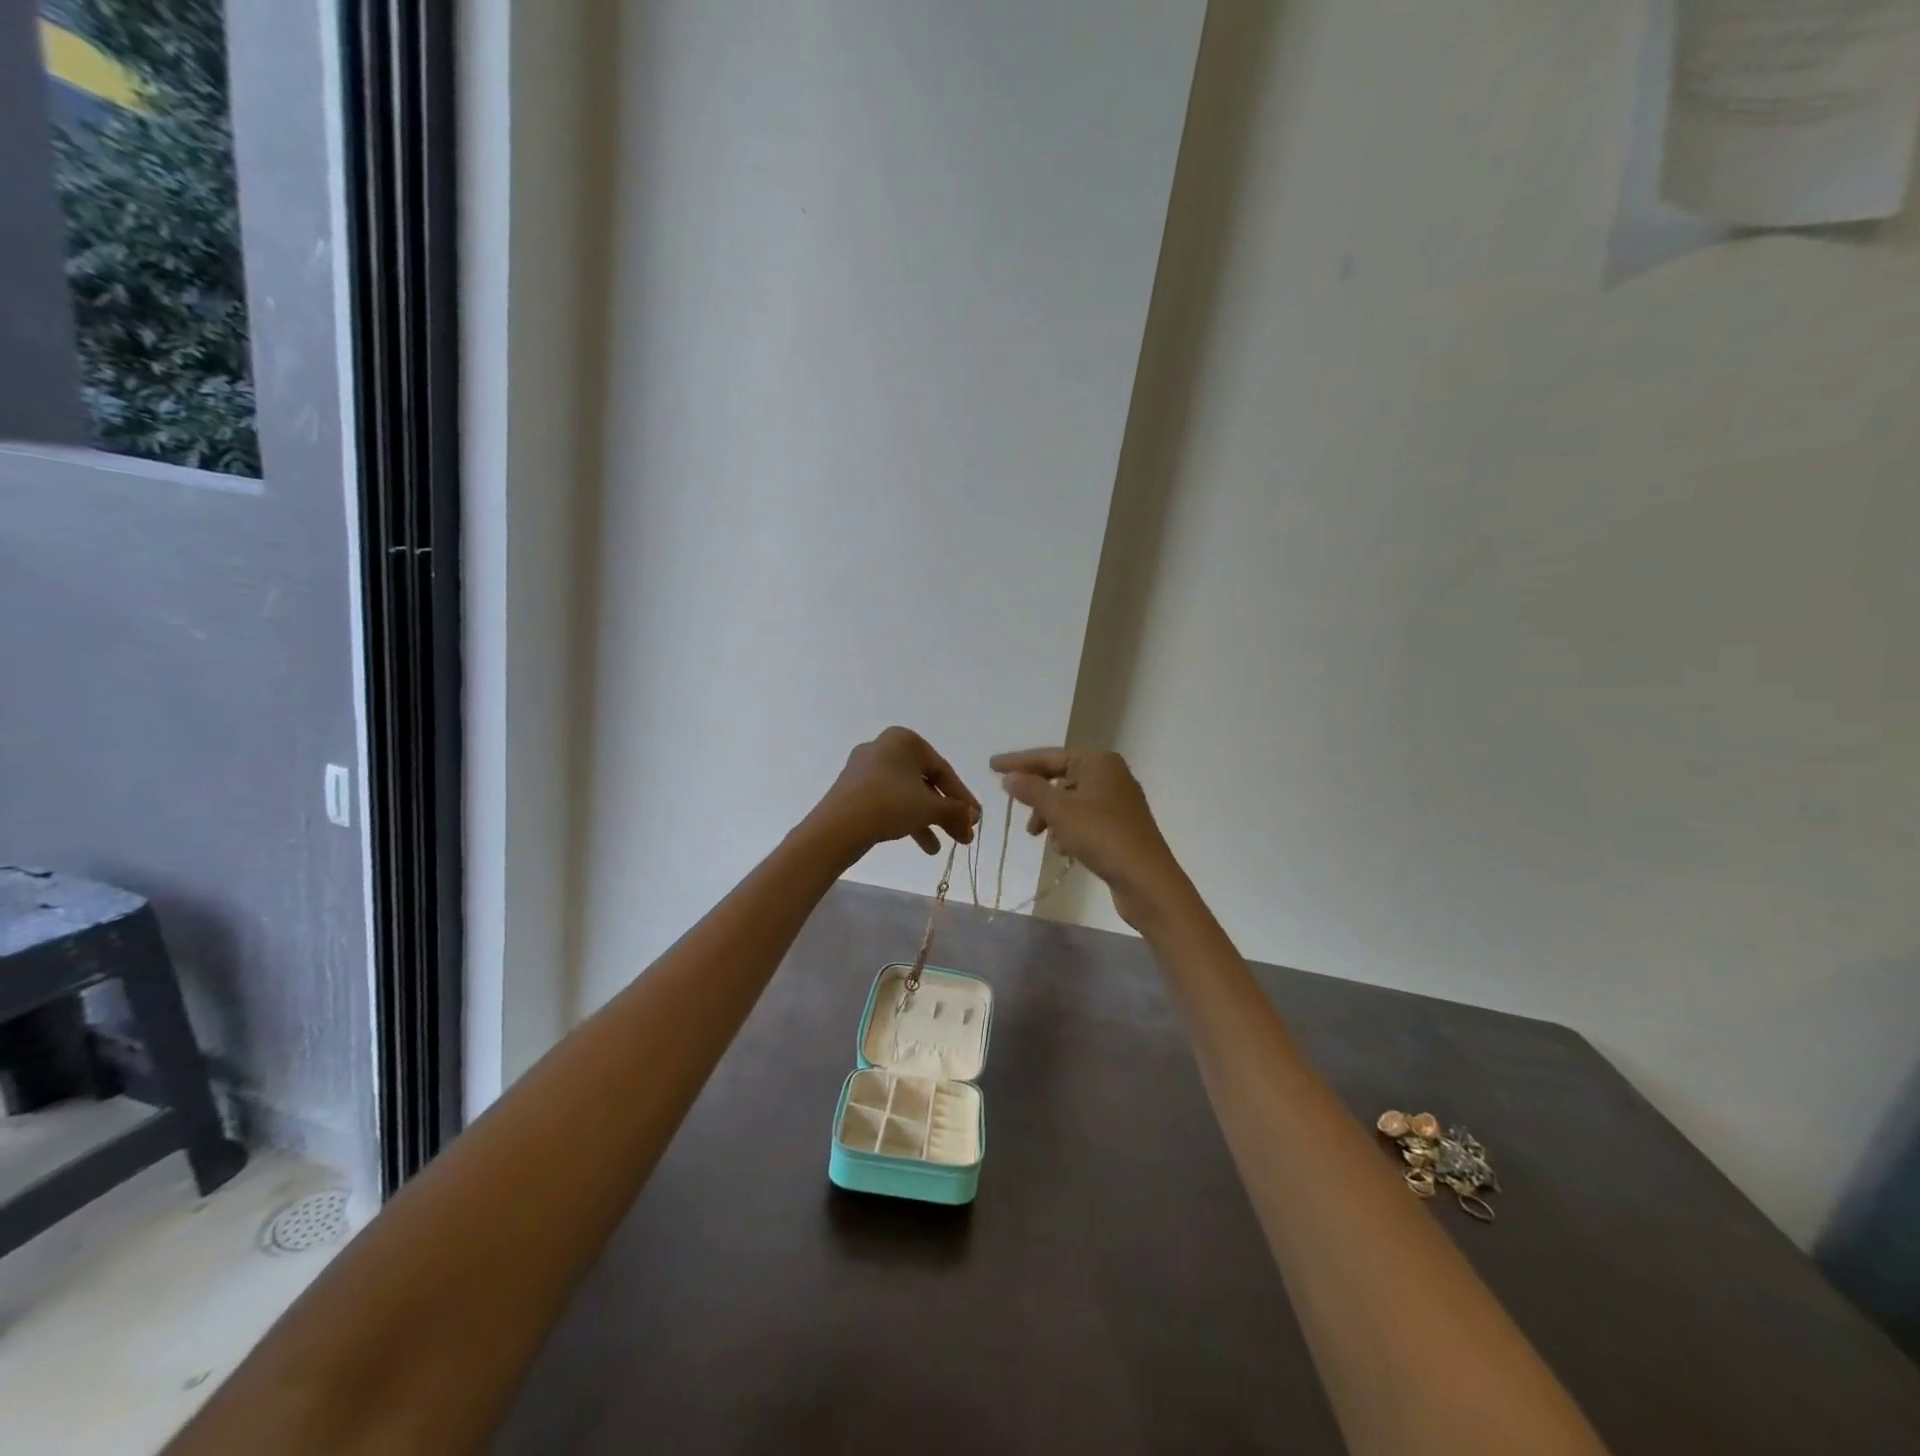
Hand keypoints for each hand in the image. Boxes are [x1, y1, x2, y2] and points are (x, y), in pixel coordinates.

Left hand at [811, 728, 979, 860]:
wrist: (838, 827)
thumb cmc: (890, 804)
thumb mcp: (930, 807)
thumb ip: (956, 811)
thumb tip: (973, 818)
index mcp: (904, 740)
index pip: (943, 770)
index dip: (962, 797)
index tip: (975, 819)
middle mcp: (884, 748)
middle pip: (925, 782)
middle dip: (946, 812)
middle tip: (963, 836)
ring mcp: (866, 769)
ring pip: (908, 794)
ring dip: (929, 820)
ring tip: (941, 848)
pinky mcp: (854, 790)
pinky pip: (889, 801)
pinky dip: (907, 819)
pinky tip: (922, 845)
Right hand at [991, 747, 1187, 929]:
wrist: (1147, 880)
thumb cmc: (1101, 836)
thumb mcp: (1059, 811)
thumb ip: (1031, 790)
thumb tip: (1010, 777)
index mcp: (1098, 762)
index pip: (1049, 756)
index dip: (1018, 762)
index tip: (991, 765)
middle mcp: (1110, 775)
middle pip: (1060, 778)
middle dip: (1037, 797)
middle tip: (1018, 812)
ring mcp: (1117, 802)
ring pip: (1070, 802)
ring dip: (1051, 818)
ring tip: (1040, 838)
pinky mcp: (1120, 826)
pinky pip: (1084, 819)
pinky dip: (1068, 830)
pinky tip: (1063, 849)